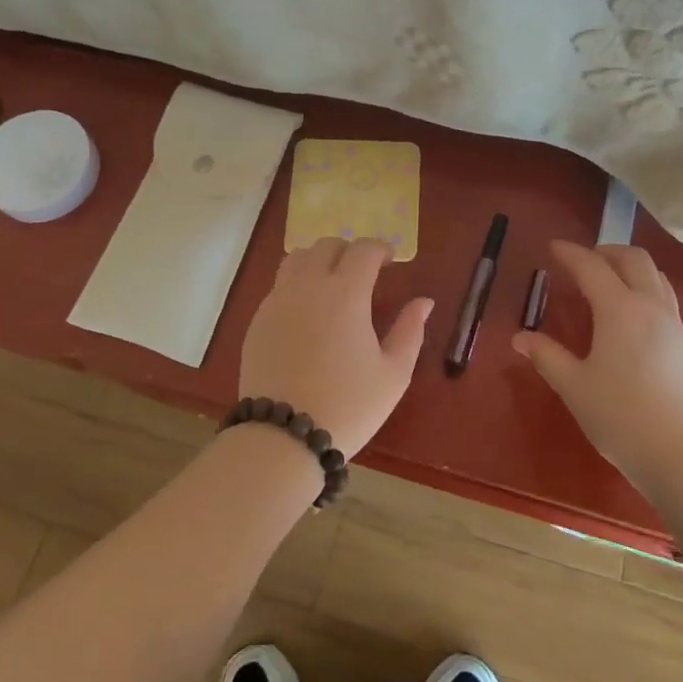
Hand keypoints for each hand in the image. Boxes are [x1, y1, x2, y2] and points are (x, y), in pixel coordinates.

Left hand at [238, 237, 433, 458]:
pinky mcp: (258, 320)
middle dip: (349, 251)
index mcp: (346, 293)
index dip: (380, 248)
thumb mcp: (393, 373)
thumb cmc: (348, 405)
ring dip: (319, 261)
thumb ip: (410, 330)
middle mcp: (308, 285)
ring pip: (297, 258)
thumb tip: (424, 302)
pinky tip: (307, 313)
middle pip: (327, 245)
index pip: (363, 249)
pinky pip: (279, 285)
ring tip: (331, 285)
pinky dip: (297, 284)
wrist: (283, 436)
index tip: (390, 261)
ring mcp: (278, 300)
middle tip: (363, 273)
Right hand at [511, 240, 682, 493]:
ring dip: (630, 267)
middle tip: (582, 260)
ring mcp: (674, 325)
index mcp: (620, 309)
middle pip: (634, 259)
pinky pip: (665, 297)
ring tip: (608, 281)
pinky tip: (630, 314)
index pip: (592, 267)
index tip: (552, 247)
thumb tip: (520, 337)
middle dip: (606, 251)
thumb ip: (547, 356)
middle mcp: (650, 307)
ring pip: (656, 276)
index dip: (570, 253)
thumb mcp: (574, 386)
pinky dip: (645, 287)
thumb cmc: (621, 417)